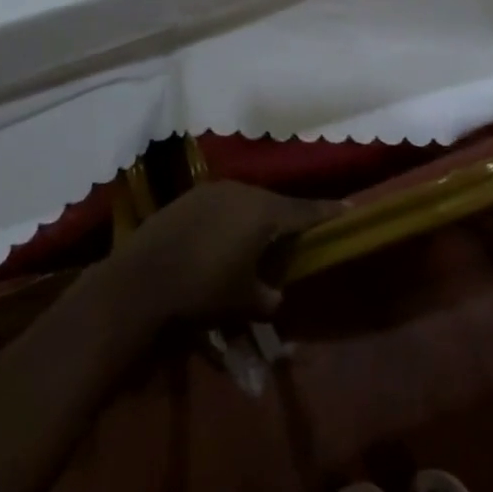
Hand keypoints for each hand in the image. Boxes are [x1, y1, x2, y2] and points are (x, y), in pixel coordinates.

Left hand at [114, 181, 336, 323]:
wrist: (144, 277)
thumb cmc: (203, 288)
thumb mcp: (243, 301)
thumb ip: (267, 297)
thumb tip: (275, 295)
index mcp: (264, 212)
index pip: (305, 211)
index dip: (328, 212)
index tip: (349, 208)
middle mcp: (242, 191)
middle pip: (275, 203)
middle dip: (287, 218)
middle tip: (298, 232)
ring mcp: (213, 190)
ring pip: (247, 201)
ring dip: (256, 218)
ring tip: (258, 238)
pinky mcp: (190, 197)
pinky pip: (223, 203)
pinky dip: (231, 218)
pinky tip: (224, 237)